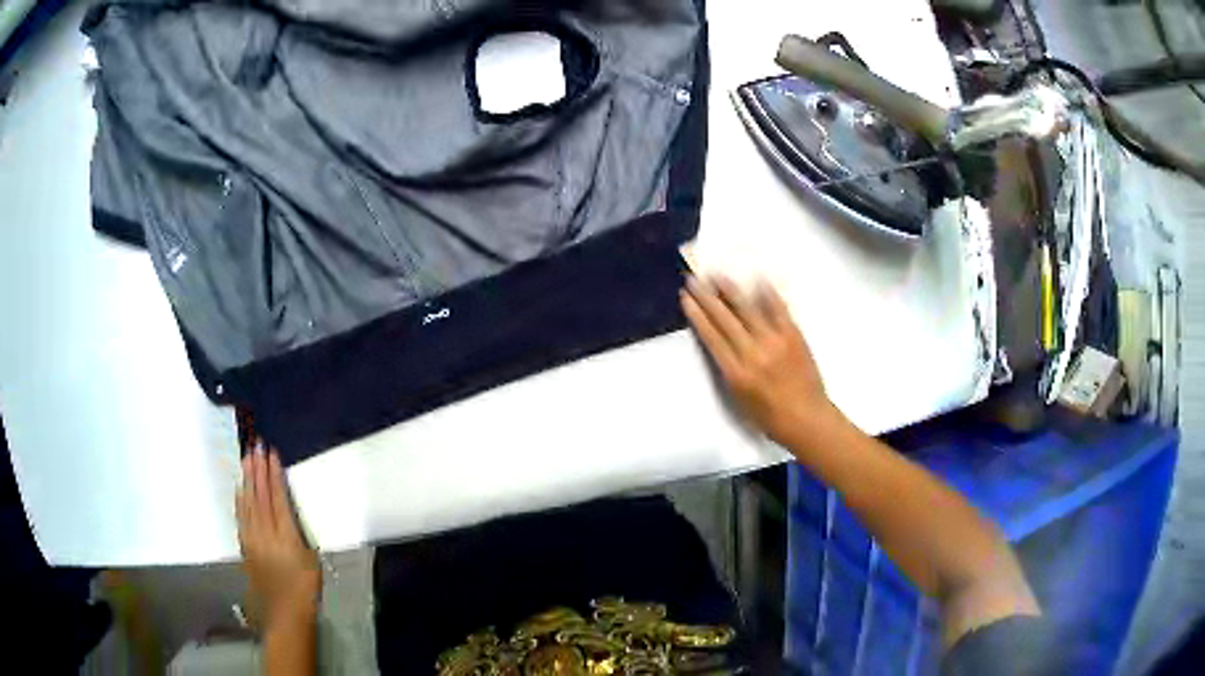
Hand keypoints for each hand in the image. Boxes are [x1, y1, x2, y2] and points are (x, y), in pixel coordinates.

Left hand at [236, 445, 320, 630]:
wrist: (285, 612)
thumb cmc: (306, 588)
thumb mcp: (311, 559)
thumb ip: (298, 534)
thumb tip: (288, 514)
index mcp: (285, 536)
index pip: (277, 498)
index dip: (274, 475)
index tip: (272, 454)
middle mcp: (265, 533)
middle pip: (259, 495)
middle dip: (258, 470)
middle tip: (256, 446)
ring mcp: (252, 538)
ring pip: (247, 502)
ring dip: (247, 479)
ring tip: (247, 458)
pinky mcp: (244, 545)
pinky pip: (240, 515)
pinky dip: (240, 498)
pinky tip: (240, 488)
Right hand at [681, 275, 836, 443]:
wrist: (806, 419)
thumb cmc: (769, 417)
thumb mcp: (737, 399)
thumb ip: (727, 369)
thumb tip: (718, 341)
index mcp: (736, 373)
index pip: (711, 336)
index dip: (697, 315)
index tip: (686, 298)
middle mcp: (753, 352)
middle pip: (725, 318)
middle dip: (707, 297)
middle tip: (694, 279)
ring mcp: (775, 341)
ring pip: (748, 308)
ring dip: (730, 289)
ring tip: (716, 274)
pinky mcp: (793, 335)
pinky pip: (778, 308)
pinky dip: (767, 292)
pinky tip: (756, 278)